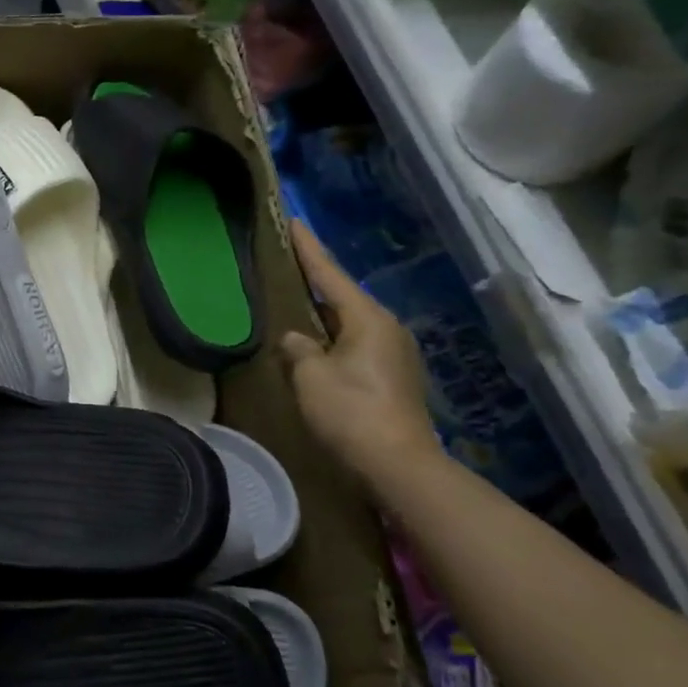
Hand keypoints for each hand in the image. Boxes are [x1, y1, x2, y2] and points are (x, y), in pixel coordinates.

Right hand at [281, 220, 437, 485]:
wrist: (398, 465)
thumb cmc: (351, 412)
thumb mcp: (311, 376)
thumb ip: (298, 349)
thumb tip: (295, 338)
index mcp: (367, 318)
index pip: (330, 274)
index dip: (309, 248)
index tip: (294, 221)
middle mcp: (386, 328)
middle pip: (343, 296)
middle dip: (317, 281)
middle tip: (288, 264)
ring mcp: (395, 354)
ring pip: (350, 323)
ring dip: (325, 314)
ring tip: (297, 305)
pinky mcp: (394, 378)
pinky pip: (357, 345)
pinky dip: (334, 339)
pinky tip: (317, 346)